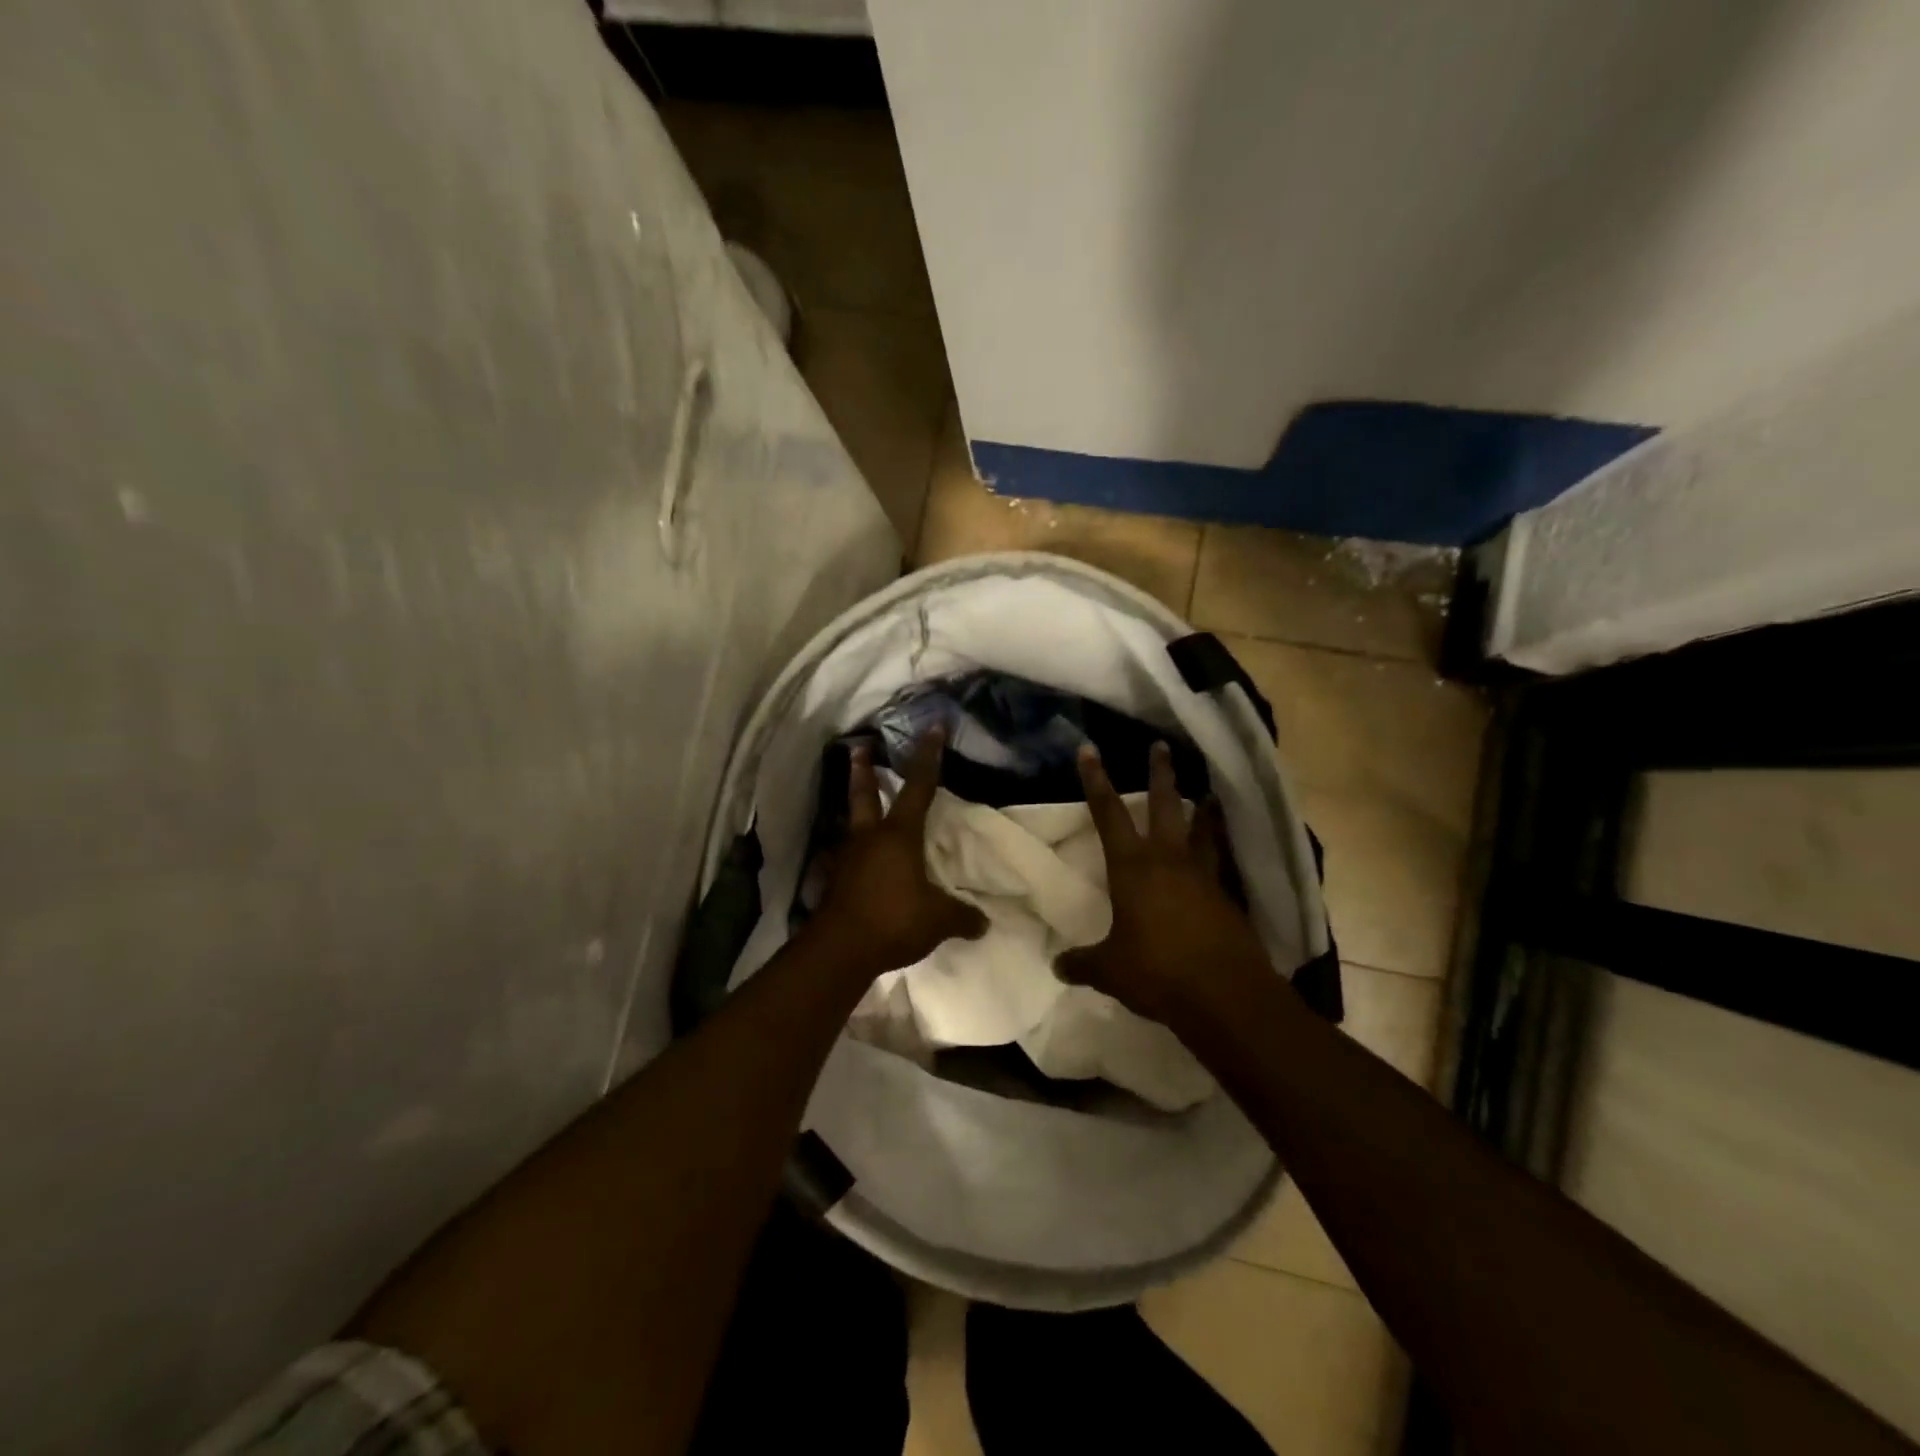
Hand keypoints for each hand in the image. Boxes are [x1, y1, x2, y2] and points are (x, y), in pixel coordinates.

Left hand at [811, 728, 987, 977]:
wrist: (841, 949)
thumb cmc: (894, 919)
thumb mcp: (939, 919)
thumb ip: (963, 917)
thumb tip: (984, 923)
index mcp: (899, 835)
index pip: (918, 787)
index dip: (928, 757)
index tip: (932, 728)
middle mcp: (869, 838)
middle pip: (864, 794)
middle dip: (863, 770)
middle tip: (859, 747)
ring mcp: (847, 859)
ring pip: (850, 824)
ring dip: (854, 811)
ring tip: (858, 808)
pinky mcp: (834, 882)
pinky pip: (843, 859)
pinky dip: (848, 854)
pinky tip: (851, 863)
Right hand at [1055, 741, 1271, 1029]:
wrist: (1225, 994)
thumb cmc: (1158, 971)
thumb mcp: (1110, 970)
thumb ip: (1083, 963)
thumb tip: (1058, 966)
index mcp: (1133, 868)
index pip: (1109, 814)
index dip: (1096, 781)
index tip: (1089, 749)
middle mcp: (1169, 861)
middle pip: (1165, 805)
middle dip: (1160, 774)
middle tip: (1161, 746)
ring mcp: (1203, 877)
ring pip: (1203, 829)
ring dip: (1203, 809)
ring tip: (1209, 793)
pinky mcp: (1228, 898)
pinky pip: (1220, 864)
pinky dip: (1219, 851)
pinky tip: (1220, 855)